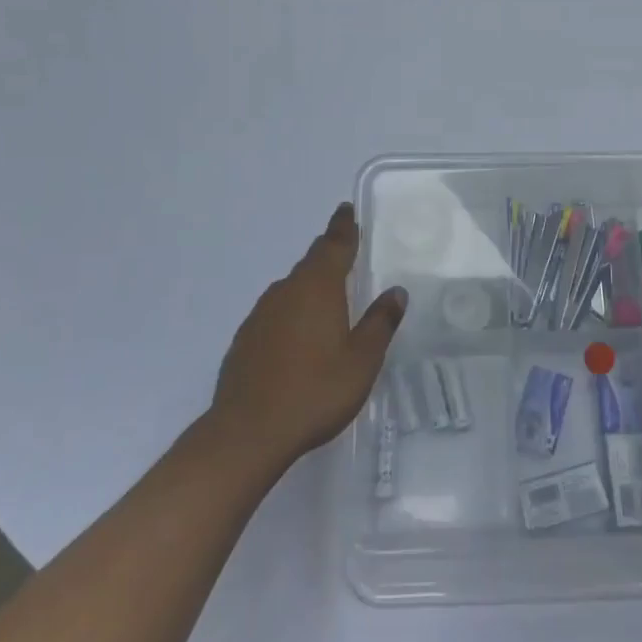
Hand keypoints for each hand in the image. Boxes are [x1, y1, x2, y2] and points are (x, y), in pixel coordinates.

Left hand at [211, 203, 405, 468]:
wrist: (248, 432)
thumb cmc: (315, 391)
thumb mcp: (362, 360)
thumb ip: (380, 322)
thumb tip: (396, 291)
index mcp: (318, 288)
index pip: (334, 245)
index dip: (343, 227)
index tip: (345, 209)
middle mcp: (286, 292)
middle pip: (310, 264)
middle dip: (328, 255)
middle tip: (345, 253)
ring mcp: (260, 315)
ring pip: (290, 289)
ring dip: (309, 286)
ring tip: (327, 299)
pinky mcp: (245, 339)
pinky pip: (275, 313)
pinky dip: (291, 314)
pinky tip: (298, 337)